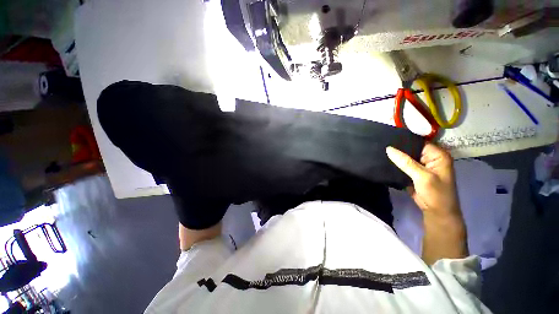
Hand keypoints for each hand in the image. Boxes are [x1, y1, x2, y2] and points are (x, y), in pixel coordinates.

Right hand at [386, 143, 460, 219]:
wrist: (436, 211)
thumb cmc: (436, 193)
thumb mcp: (422, 177)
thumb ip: (406, 162)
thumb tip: (389, 149)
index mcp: (438, 155)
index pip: (419, 142)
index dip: (404, 140)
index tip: (388, 138)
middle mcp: (430, 157)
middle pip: (411, 149)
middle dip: (398, 148)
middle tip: (381, 143)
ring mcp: (421, 165)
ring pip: (406, 156)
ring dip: (395, 156)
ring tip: (380, 150)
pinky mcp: (414, 172)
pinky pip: (403, 164)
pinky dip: (395, 163)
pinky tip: (384, 160)